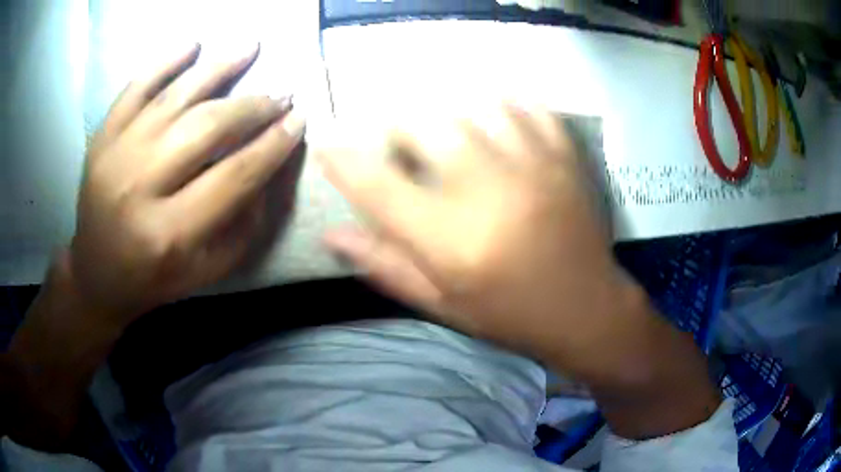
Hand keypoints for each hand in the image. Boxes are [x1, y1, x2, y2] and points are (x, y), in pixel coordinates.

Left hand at [69, 43, 304, 326]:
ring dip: (219, 68)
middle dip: (252, 107)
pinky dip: (164, 62)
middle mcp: (139, 188)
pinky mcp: (102, 137)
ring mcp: (116, 155)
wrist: (96, 274)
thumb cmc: (152, 278)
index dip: (273, 144)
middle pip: (206, 129)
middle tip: (281, 94)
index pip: (234, 175)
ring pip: (175, 99)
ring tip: (250, 48)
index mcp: (169, 233)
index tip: (299, 119)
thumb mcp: (205, 270)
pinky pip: (135, 88)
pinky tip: (193, 46)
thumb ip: (242, 225)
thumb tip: (267, 167)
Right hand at [318, 105, 635, 375]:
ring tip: (446, 128)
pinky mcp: (565, 156)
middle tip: (399, 143)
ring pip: (474, 103)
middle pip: (424, 124)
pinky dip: (504, 104)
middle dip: (397, 126)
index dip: (342, 160)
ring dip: (448, 109)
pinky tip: (496, 118)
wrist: (587, 311)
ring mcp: (533, 165)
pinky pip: (528, 106)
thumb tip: (331, 234)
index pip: (377, 185)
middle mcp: (488, 190)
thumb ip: (385, 265)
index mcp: (452, 239)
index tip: (326, 143)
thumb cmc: (510, 315)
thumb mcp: (442, 303)